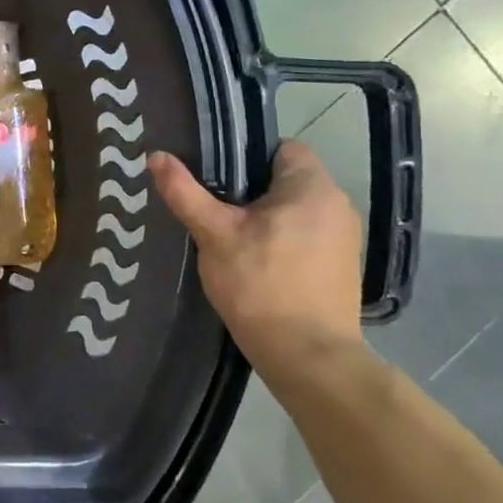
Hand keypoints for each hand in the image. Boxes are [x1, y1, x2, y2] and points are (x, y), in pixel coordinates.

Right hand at [148, 140, 364, 383]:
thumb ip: (185, 192)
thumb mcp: (214, 234)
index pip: (283, 147)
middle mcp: (338, 205)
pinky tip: (254, 262)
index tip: (214, 177)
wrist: (307, 355)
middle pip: (287, 179)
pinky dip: (281, 240)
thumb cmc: (260, 284)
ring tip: (228, 236)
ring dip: (265, 217)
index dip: (246, 154)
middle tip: (211, 207)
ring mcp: (345, 239)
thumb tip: (156, 155)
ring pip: (295, 210)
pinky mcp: (342, 267)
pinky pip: (306, 236)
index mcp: (312, 188)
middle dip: (249, 189)